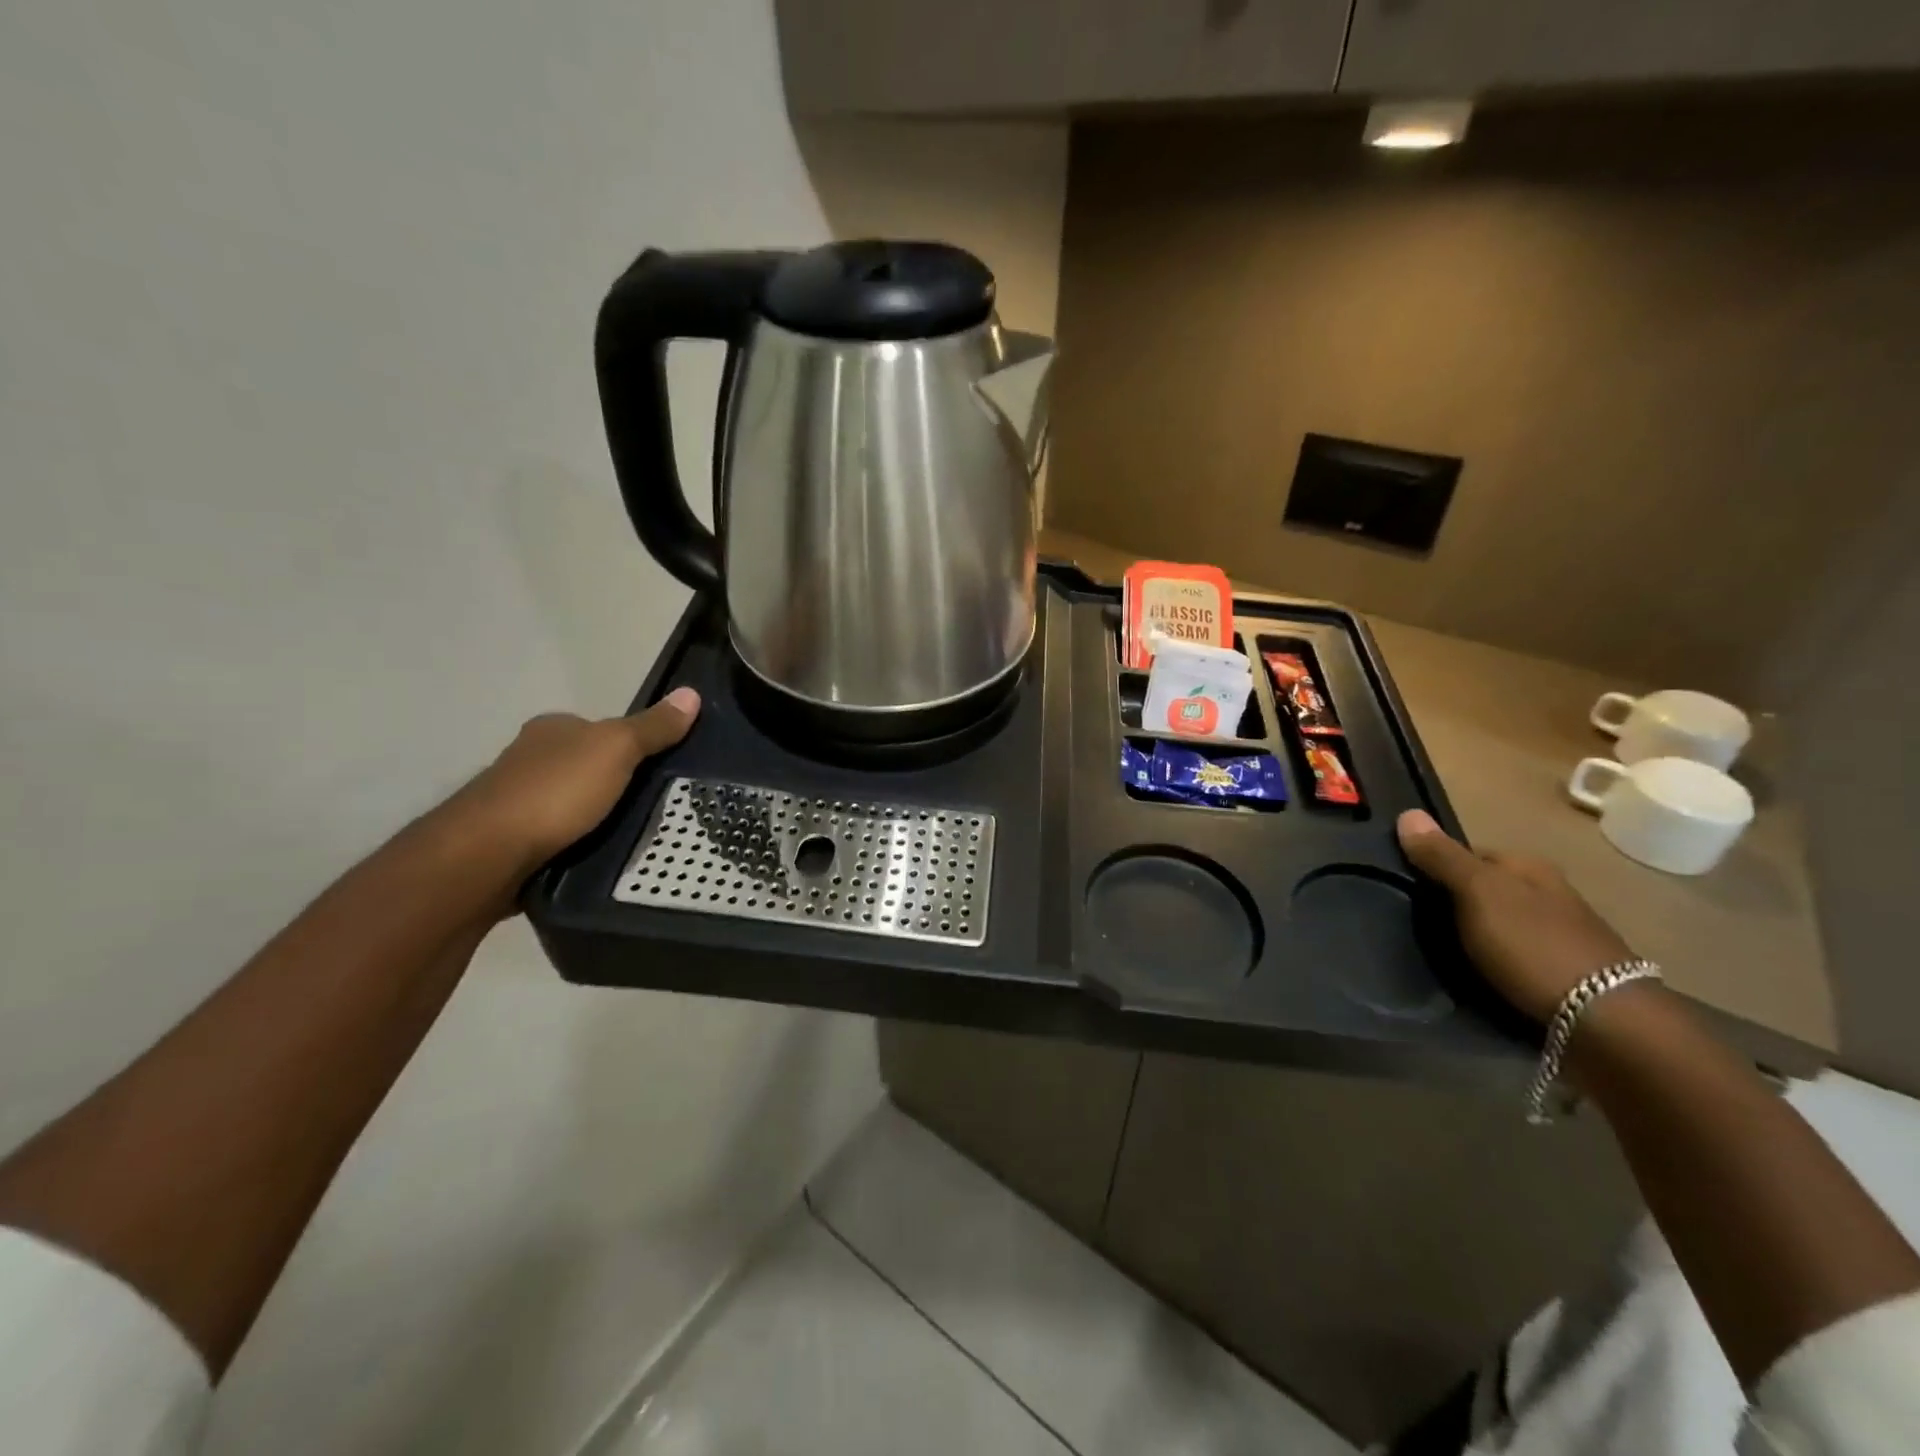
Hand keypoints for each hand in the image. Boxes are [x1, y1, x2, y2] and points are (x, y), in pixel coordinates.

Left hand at [454, 687, 700, 875]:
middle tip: (651, 806)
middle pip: (587, 765)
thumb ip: (653, 727)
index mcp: (553, 728)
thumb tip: (691, 693)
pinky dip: (575, 840)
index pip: (602, 728)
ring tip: (629, 834)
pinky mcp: (510, 839)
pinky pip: (557, 834)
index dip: (632, 745)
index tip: (658, 769)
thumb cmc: (555, 791)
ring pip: (571, 801)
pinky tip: (593, 853)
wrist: (487, 855)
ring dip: (594, 815)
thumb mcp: (617, 750)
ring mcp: (516, 799)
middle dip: (614, 783)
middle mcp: (530, 757)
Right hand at [1396, 809, 1633, 1023]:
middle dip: (1457, 901)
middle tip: (1422, 924)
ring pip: (1503, 921)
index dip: (1437, 865)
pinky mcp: (1568, 973)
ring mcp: (1563, 933)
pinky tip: (1484, 975)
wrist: (1606, 1021)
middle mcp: (1550, 892)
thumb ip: (1442, 857)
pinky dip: (1498, 960)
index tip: (1410, 889)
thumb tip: (1407, 812)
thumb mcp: (1477, 893)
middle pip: (1488, 887)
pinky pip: (1518, 954)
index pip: (1469, 852)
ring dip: (1478, 933)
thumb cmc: (1533, 945)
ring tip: (1447, 953)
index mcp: (1529, 866)